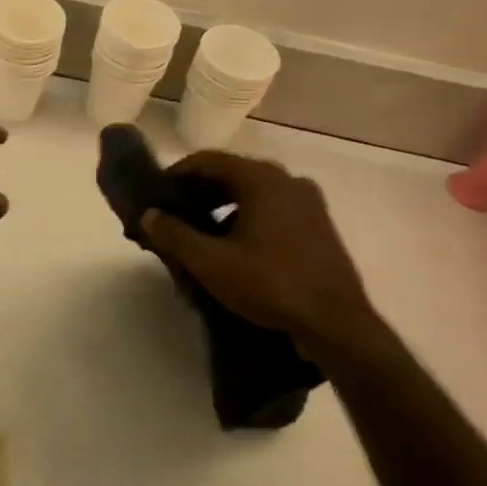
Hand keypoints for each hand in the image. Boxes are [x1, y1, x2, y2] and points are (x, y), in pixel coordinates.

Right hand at [140, 151, 388, 366]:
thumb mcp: (211, 263)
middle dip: (197, 191)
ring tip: (197, 232)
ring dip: (221, 205)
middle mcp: (287, 181)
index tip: (155, 195)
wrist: (337, 325)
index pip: (207, 160)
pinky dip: (245, 217)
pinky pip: (272, 209)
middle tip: (171, 214)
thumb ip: (174, 235)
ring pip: (252, 192)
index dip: (175, 174)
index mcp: (262, 179)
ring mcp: (308, 203)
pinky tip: (232, 246)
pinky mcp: (318, 226)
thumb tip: (149, 215)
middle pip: (231, 173)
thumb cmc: (271, 285)